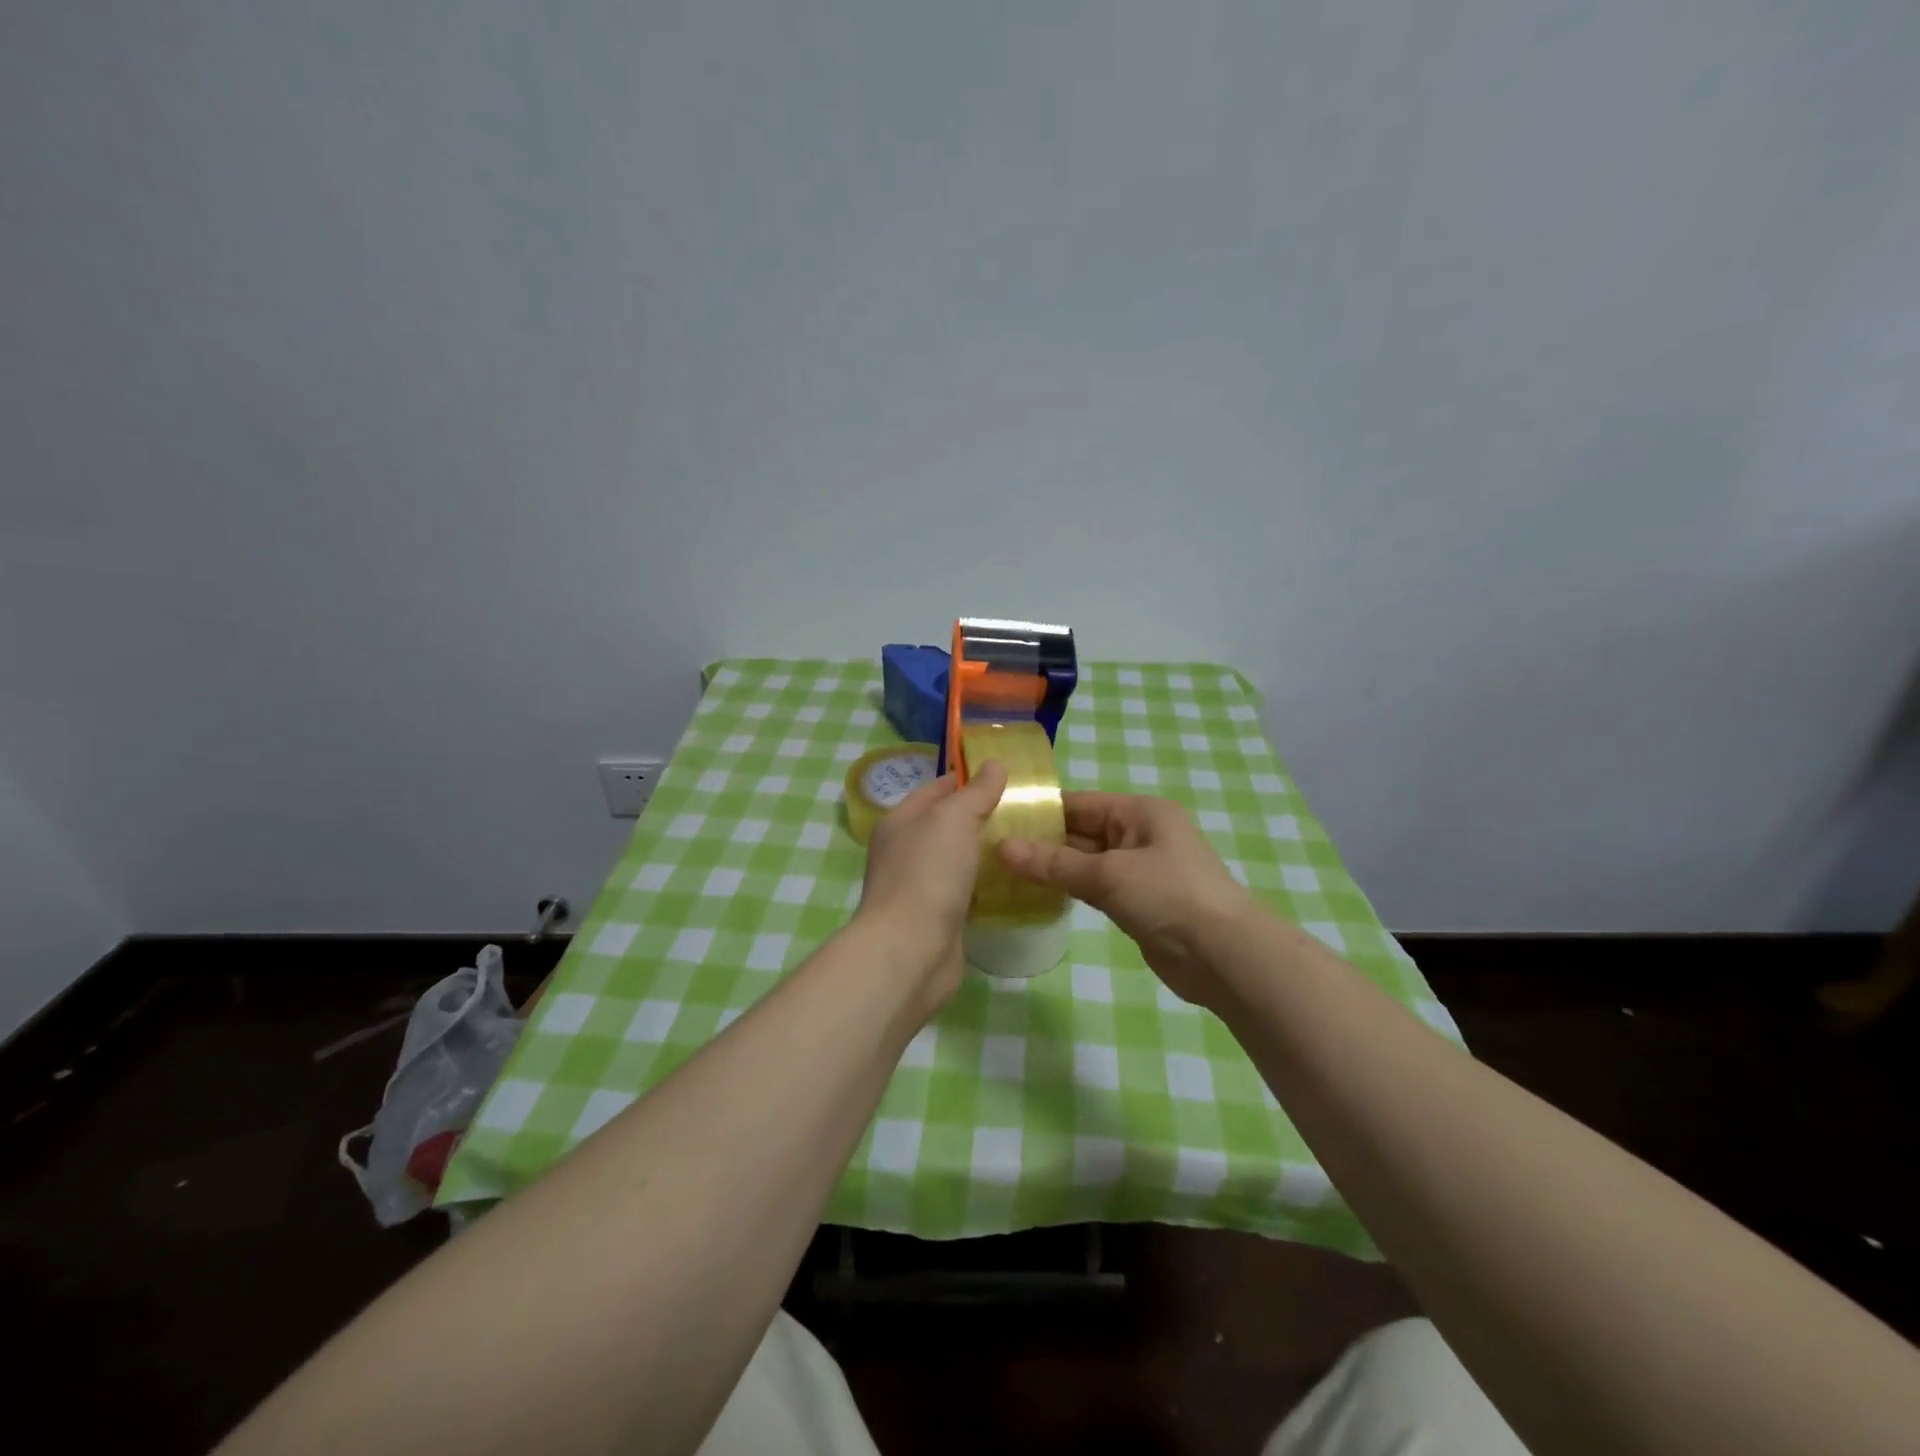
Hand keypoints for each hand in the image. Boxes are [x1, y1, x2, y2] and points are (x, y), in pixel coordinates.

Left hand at [853, 760, 1007, 1012]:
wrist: (910, 951)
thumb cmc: (928, 874)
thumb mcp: (954, 819)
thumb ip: (976, 792)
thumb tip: (994, 763)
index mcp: (900, 821)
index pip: (937, 789)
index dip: (968, 779)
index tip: (1006, 777)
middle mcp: (905, 851)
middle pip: (948, 825)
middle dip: (982, 817)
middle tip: (1026, 811)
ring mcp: (920, 886)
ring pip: (958, 860)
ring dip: (985, 853)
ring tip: (1026, 843)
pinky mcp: (937, 918)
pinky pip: (965, 892)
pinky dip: (985, 886)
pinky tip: (1013, 883)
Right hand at [999, 793, 1255, 1010]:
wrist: (1225, 957)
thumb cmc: (1170, 897)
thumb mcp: (1109, 875)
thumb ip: (1054, 863)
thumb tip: (1002, 849)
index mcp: (1140, 812)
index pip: (1079, 803)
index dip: (1040, 811)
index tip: (998, 821)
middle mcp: (1140, 833)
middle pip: (1081, 832)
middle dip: (1041, 842)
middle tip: (992, 850)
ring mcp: (1140, 869)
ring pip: (1086, 862)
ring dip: (1053, 868)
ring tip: (1005, 872)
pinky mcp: (1137, 901)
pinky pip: (1095, 887)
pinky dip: (1070, 889)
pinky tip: (1037, 894)